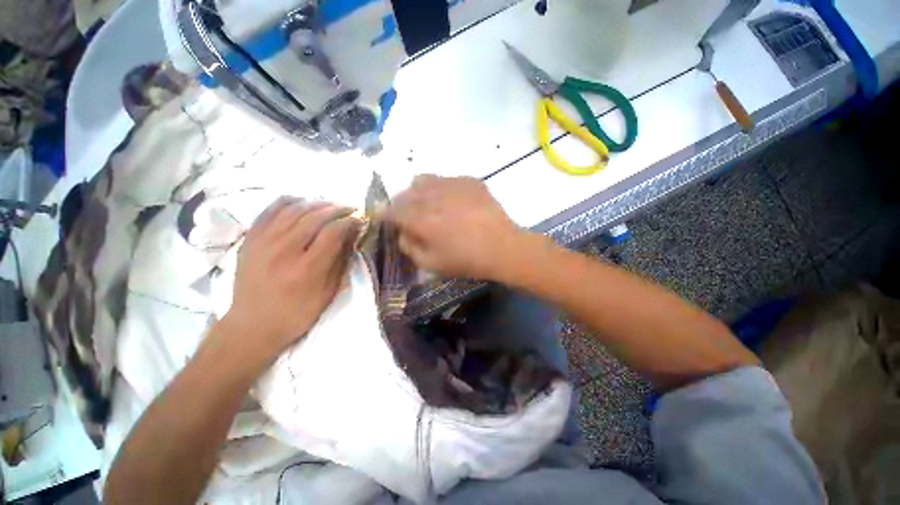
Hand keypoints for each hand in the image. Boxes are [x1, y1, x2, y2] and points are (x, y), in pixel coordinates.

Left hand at [223, 198, 361, 358]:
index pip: (333, 232)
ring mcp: (263, 242)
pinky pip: (269, 210)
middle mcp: (284, 251)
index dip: (350, 221)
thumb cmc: (297, 314)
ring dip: (316, 203)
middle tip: (350, 208)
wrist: (252, 325)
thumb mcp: (328, 294)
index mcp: (306, 269)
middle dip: (337, 209)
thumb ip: (340, 262)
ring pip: (293, 209)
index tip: (360, 219)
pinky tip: (301, 201)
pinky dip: (288, 201)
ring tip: (330, 205)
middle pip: (314, 217)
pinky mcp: (250, 239)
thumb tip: (352, 236)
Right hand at [386, 175, 527, 279]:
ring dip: (420, 191)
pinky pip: (447, 179)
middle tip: (409, 214)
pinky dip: (443, 189)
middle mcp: (432, 196)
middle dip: (402, 203)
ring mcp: (452, 184)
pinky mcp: (469, 181)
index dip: (386, 214)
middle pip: (406, 192)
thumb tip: (403, 233)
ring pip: (424, 179)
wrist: (503, 248)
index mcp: (420, 218)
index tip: (387, 218)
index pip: (392, 210)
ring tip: (430, 203)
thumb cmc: (466, 260)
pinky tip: (454, 202)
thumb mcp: (431, 264)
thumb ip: (409, 247)